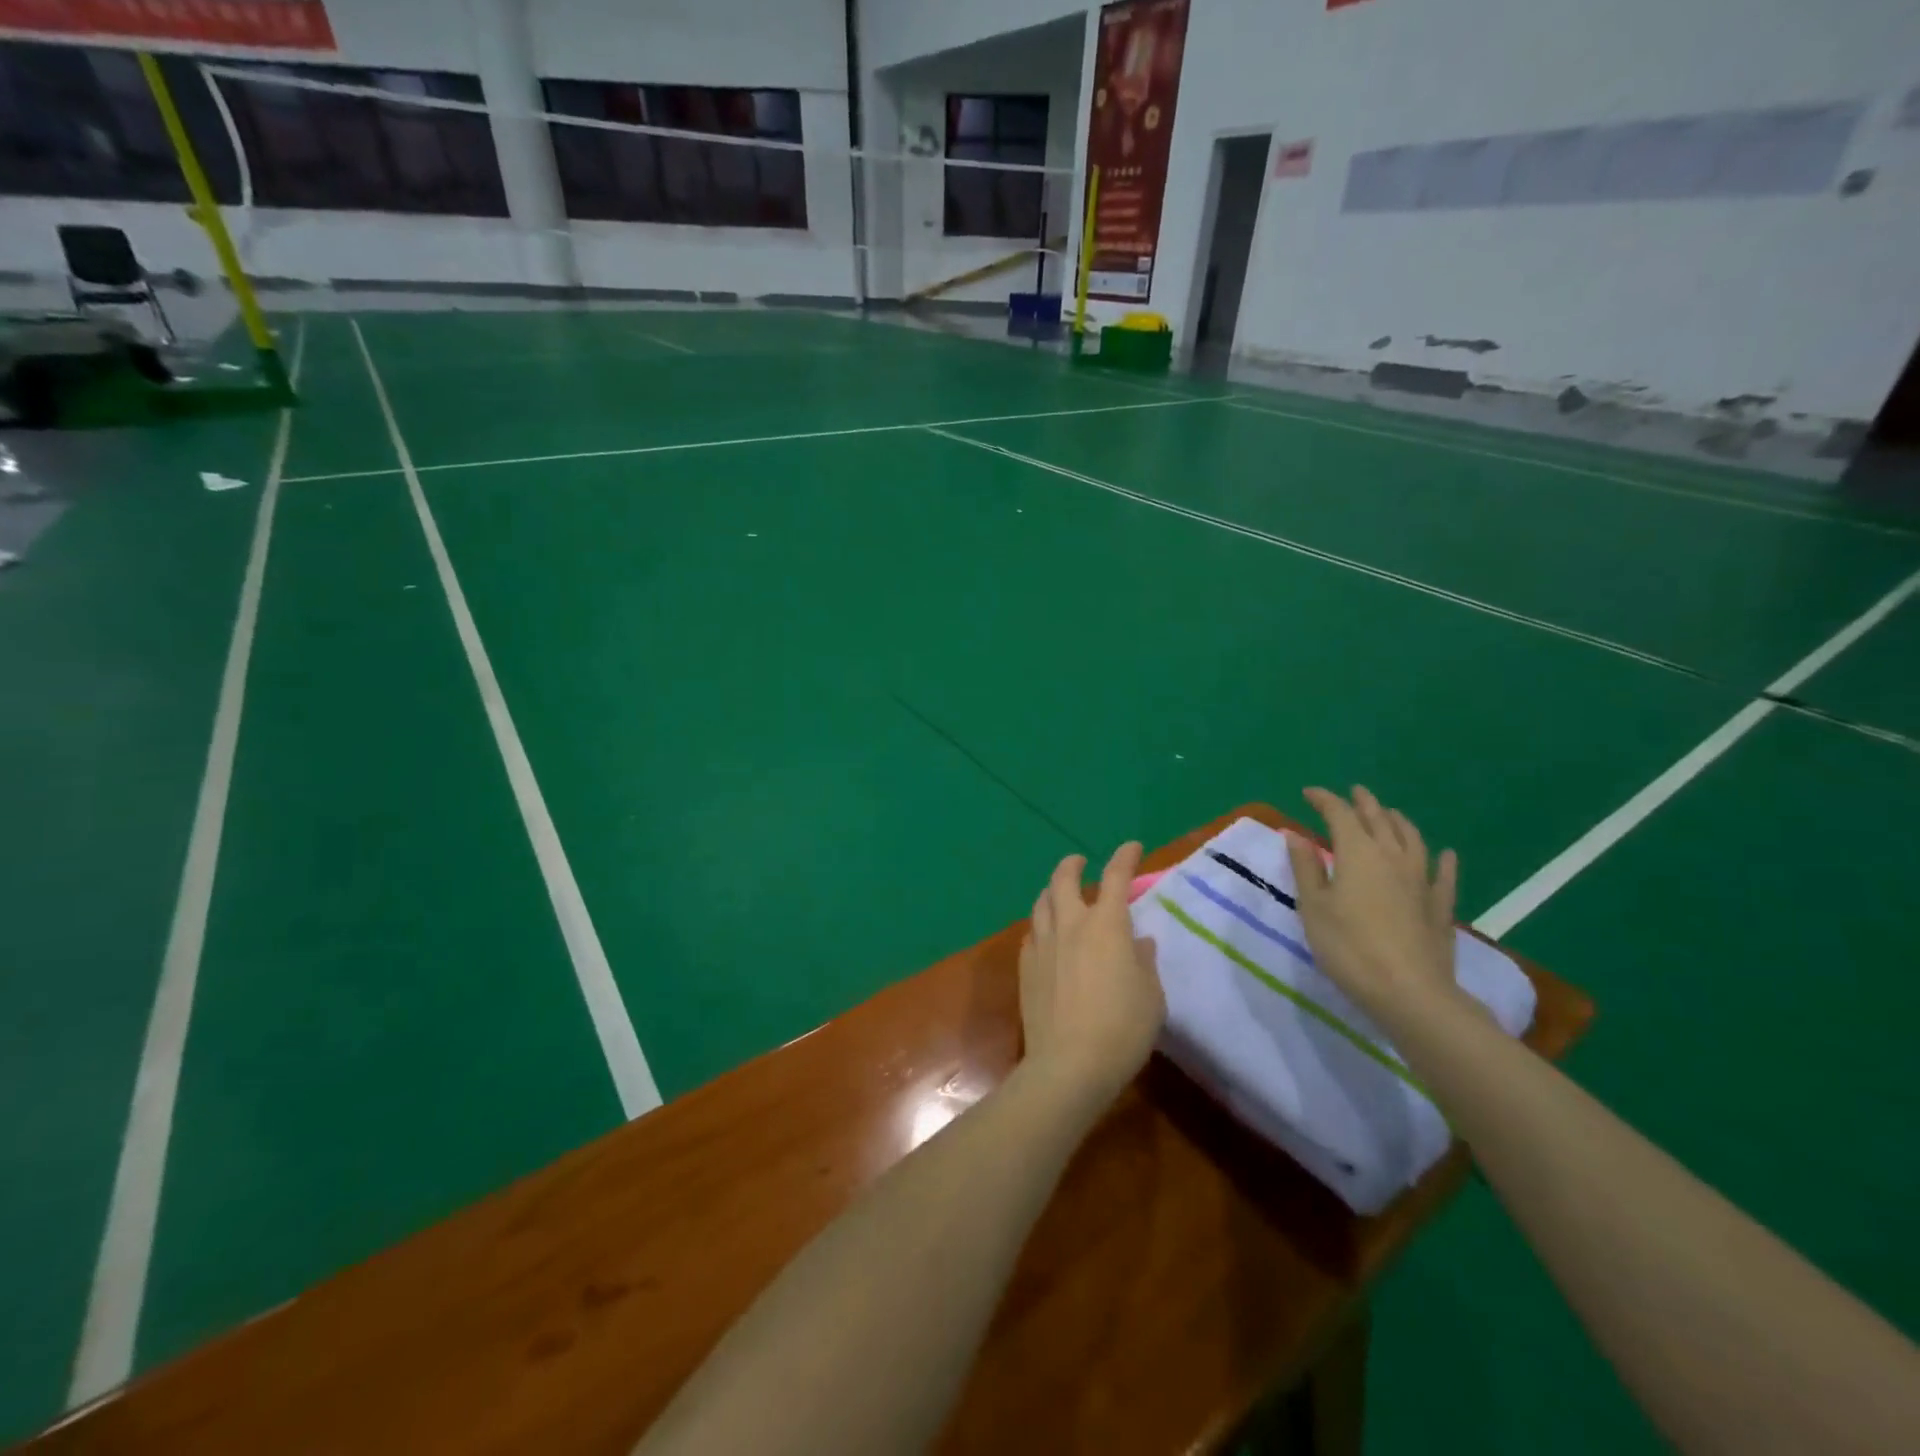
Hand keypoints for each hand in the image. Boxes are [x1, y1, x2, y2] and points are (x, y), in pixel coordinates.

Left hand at [1018, 843, 1165, 1108]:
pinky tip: (1046, 935)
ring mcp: (1043, 944)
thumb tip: (1137, 942)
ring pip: (1042, 903)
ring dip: (1051, 890)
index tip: (1132, 847)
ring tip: (1058, 892)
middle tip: (1079, 861)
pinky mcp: (1025, 967)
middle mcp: (1071, 925)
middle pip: (1064, 880)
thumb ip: (1144, 962)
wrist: (1069, 1064)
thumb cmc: (1123, 1028)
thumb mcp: (1151, 995)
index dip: (1125, 858)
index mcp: (1107, 925)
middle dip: (1073, 865)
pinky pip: (1032, 933)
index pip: (1116, 878)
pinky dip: (1041, 924)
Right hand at [1284, 787, 1462, 1020]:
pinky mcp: (1439, 905)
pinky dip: (1442, 859)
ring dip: (1398, 821)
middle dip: (1363, 802)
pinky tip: (1445, 854)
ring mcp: (1420, 880)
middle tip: (1353, 792)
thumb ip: (1306, 868)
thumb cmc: (1348, 947)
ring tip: (1389, 813)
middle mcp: (1391, 856)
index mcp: (1357, 853)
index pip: (1339, 814)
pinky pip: (1443, 874)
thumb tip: (1294, 835)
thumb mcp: (1313, 907)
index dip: (1324, 800)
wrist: (1409, 992)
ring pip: (1411, 838)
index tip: (1308, 793)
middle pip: (1378, 819)